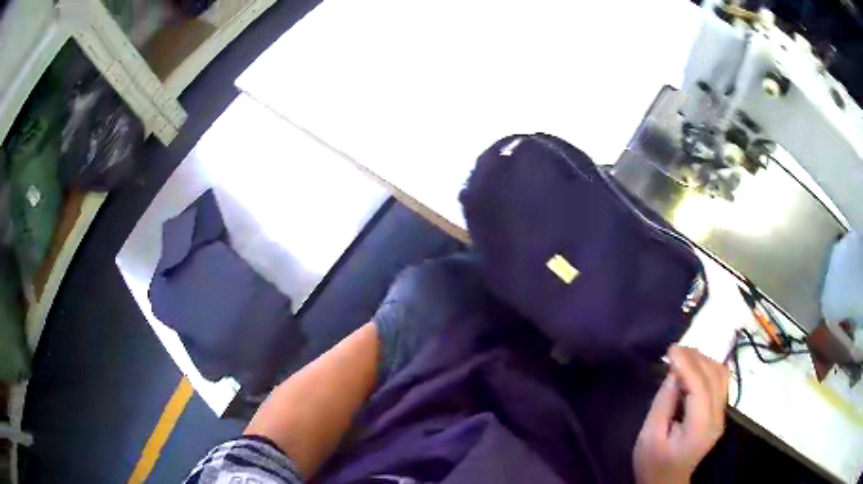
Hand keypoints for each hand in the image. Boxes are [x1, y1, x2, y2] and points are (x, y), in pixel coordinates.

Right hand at [633, 346, 729, 483]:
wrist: (666, 482)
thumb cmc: (653, 463)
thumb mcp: (649, 436)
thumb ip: (663, 403)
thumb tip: (673, 372)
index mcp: (700, 428)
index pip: (700, 387)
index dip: (687, 364)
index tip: (670, 350)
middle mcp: (717, 418)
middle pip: (715, 376)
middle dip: (696, 357)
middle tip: (674, 350)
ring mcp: (721, 415)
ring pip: (721, 375)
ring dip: (704, 360)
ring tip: (683, 356)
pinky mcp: (719, 413)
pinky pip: (720, 382)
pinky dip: (708, 368)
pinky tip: (694, 368)